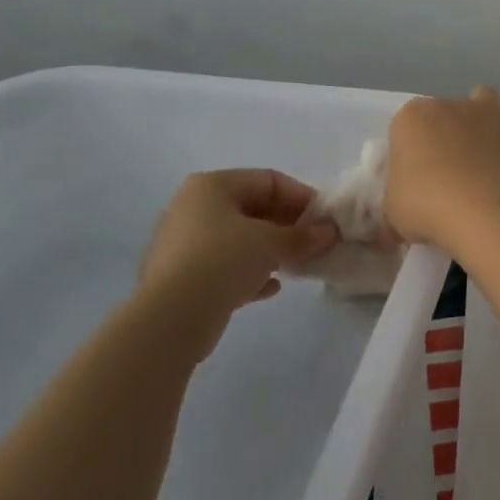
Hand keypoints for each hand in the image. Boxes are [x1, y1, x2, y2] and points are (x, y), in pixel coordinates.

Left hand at [137, 169, 336, 357]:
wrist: (170, 319)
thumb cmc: (223, 260)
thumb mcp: (271, 242)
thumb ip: (302, 235)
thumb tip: (329, 232)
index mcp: (212, 186)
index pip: (268, 180)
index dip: (301, 196)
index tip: (324, 219)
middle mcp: (193, 207)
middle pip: (252, 208)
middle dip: (287, 225)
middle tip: (314, 242)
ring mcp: (183, 244)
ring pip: (238, 239)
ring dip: (270, 250)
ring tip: (296, 264)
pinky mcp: (180, 278)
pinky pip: (223, 267)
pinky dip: (248, 272)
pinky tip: (270, 288)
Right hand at [385, 86, 499, 251]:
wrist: (481, 210)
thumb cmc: (426, 206)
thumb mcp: (393, 207)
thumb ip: (400, 191)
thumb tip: (409, 200)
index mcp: (411, 117)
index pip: (405, 127)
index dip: (411, 152)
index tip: (415, 178)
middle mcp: (448, 104)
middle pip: (444, 113)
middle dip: (445, 133)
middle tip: (448, 171)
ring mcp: (485, 110)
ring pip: (482, 100)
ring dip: (481, 118)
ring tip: (481, 152)